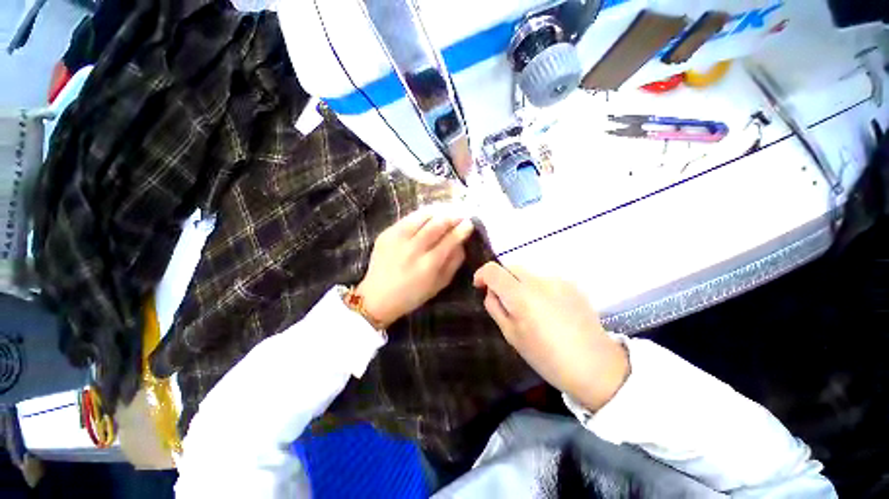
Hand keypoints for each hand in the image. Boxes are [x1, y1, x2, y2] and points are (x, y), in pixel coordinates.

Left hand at [356, 210, 474, 327]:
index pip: (450, 240)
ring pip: (422, 216)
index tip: (469, 223)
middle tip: (460, 215)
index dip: (462, 229)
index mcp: (428, 265)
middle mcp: (413, 249)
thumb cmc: (412, 295)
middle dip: (452, 216)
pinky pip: (408, 218)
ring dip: (438, 212)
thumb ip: (453, 263)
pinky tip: (428, 216)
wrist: (377, 297)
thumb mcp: (439, 284)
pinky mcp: (387, 234)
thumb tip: (462, 243)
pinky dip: (422, 215)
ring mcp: (398, 239)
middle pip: (437, 224)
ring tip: (446, 212)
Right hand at [473, 263, 628, 411]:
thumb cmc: (547, 357)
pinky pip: (545, 280)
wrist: (596, 366)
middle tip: (505, 302)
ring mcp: (558, 281)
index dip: (482, 274)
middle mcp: (539, 281)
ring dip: (520, 285)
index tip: (479, 286)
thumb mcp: (512, 336)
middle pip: (511, 267)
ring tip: (529, 309)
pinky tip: (548, 310)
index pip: (493, 270)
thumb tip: (491, 291)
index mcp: (521, 296)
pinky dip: (538, 289)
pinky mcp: (572, 285)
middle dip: (502, 279)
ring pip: (528, 274)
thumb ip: (496, 308)